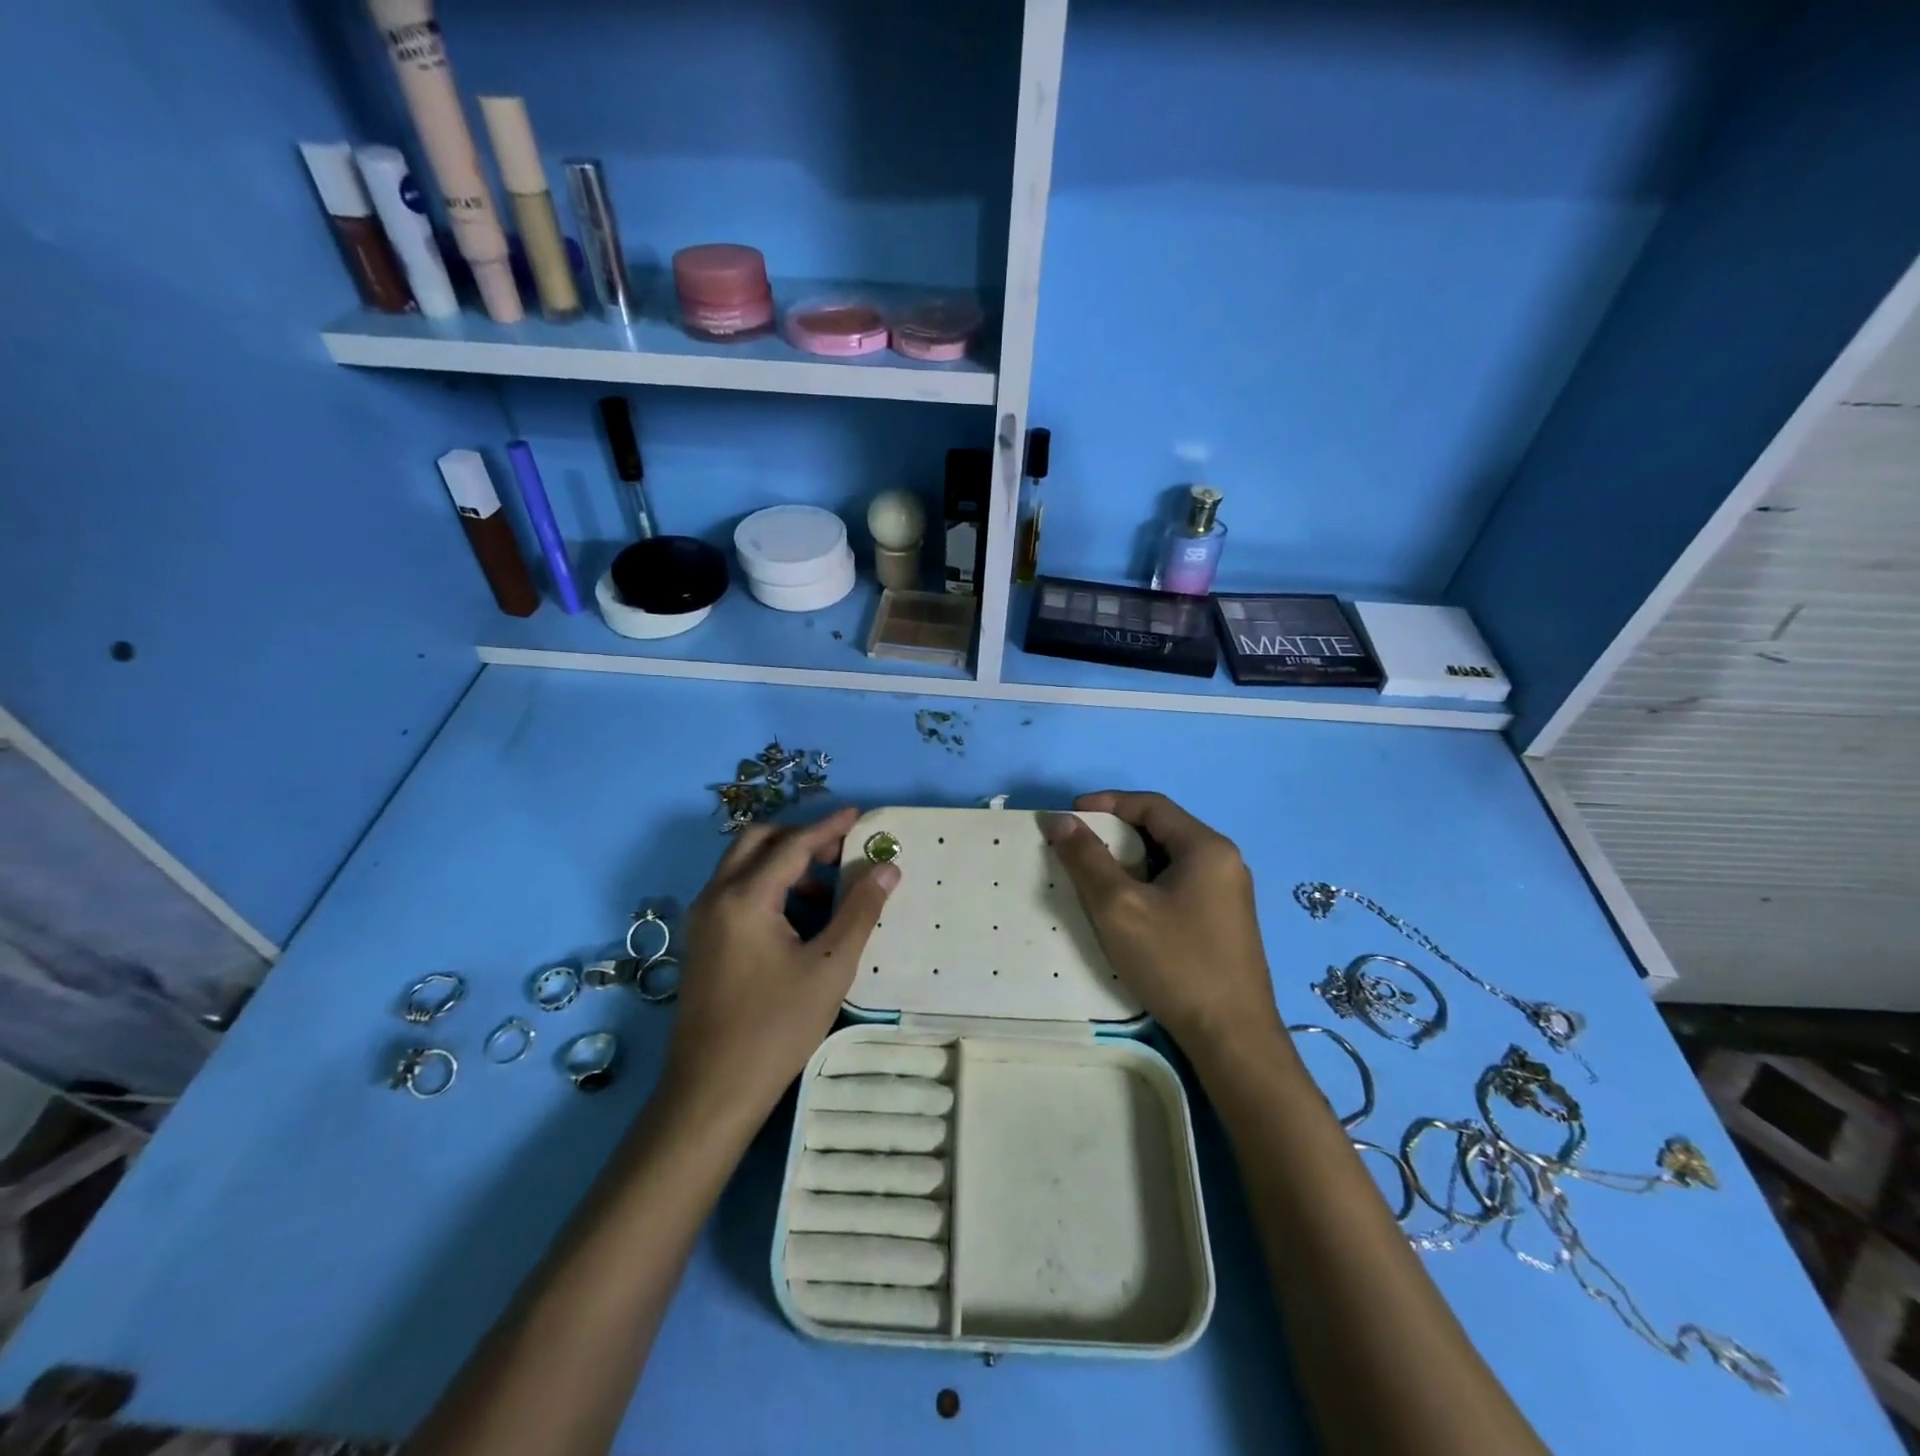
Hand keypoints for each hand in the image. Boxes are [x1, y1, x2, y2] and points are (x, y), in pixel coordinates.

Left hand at [664, 807, 898, 1125]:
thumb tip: (887, 868)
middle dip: (800, 838)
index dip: (829, 827)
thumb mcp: (830, 967)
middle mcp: (715, 897)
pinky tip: (797, 921)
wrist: (712, 1092)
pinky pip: (734, 891)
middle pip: (757, 841)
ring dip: (783, 863)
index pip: (792, 845)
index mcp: (744, 898)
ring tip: (825, 894)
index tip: (860, 816)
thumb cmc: (776, 1028)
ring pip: (742, 865)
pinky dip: (766, 886)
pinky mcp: (701, 941)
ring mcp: (702, 920)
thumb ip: (860, 911)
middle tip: (839, 852)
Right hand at [1045, 791, 1282, 1067]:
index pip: (1151, 805)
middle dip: (1116, 833)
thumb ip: (1088, 859)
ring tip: (1096, 878)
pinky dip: (1148, 884)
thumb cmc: (1176, 963)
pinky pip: (1180, 885)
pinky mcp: (1225, 922)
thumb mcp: (1119, 907)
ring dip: (1131, 861)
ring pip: (1170, 860)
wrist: (1232, 1039)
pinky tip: (1128, 910)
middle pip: (1162, 830)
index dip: (1108, 803)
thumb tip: (1062, 820)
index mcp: (1206, 848)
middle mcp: (1224, 861)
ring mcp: (1229, 894)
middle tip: (1079, 848)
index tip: (1071, 815)